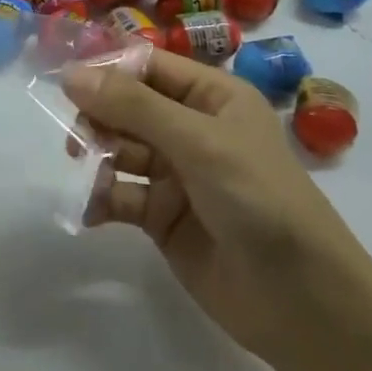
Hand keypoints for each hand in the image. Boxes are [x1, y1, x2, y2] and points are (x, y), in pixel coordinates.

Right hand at [62, 50, 366, 365]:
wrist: (304, 303)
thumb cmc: (259, 200)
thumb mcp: (198, 142)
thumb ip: (133, 107)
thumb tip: (70, 74)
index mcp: (212, 96)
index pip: (148, 66)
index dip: (108, 71)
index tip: (67, 84)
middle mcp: (192, 128)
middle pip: (128, 107)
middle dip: (99, 118)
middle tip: (77, 139)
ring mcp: (176, 174)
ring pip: (120, 149)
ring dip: (96, 158)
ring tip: (84, 174)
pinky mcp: (163, 216)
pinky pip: (121, 195)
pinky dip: (101, 198)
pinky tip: (89, 210)